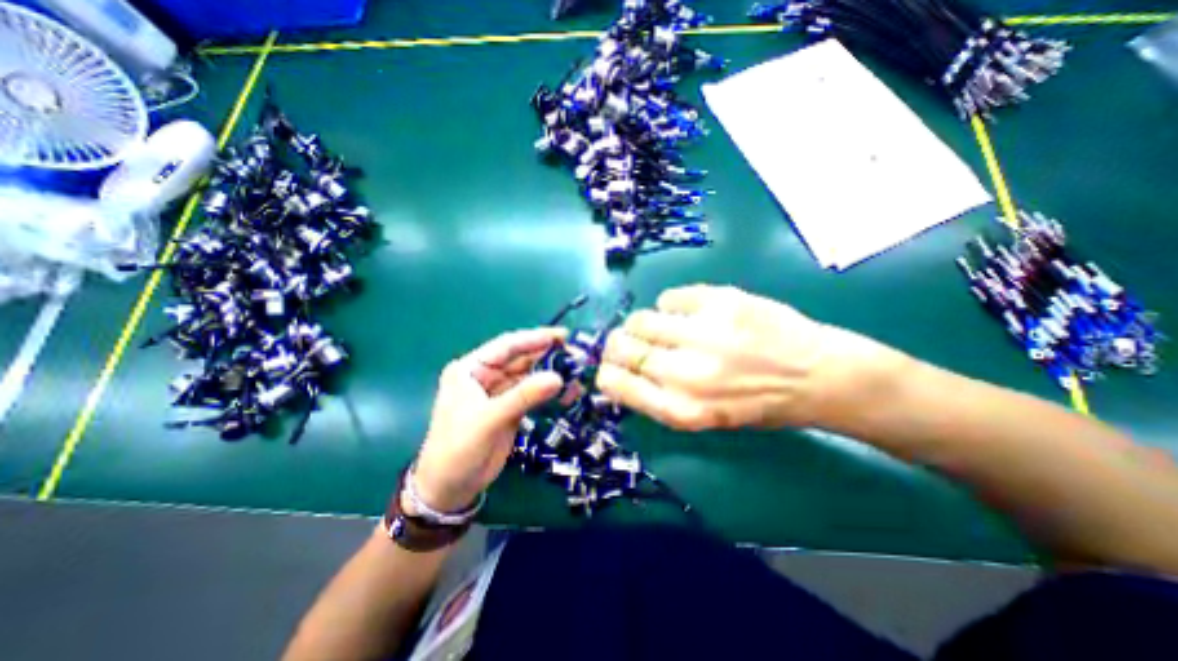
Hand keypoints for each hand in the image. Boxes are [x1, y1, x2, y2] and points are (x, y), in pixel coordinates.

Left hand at [410, 327, 566, 510]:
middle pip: (520, 359)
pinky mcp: (511, 408)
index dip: (534, 338)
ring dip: (551, 372)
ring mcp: (500, 392)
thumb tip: (558, 378)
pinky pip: (533, 394)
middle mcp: (486, 376)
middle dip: (546, 354)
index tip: (561, 335)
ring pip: (529, 376)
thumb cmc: (458, 448)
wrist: (450, 488)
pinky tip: (567, 389)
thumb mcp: (488, 419)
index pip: (506, 346)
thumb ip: (523, 396)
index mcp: (471, 369)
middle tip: (576, 351)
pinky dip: (549, 391)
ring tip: (577, 369)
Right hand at [599, 283, 894, 431]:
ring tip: (662, 326)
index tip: (609, 365)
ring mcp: (703, 334)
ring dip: (643, 323)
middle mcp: (686, 373)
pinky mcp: (720, 302)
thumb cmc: (757, 404)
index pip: (614, 383)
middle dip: (619, 343)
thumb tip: (620, 372)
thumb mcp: (702, 417)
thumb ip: (658, 397)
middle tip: (630, 341)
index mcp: (680, 409)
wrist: (817, 376)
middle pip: (622, 346)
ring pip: (641, 319)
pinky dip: (672, 305)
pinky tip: (690, 313)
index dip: (605, 371)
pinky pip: (670, 297)